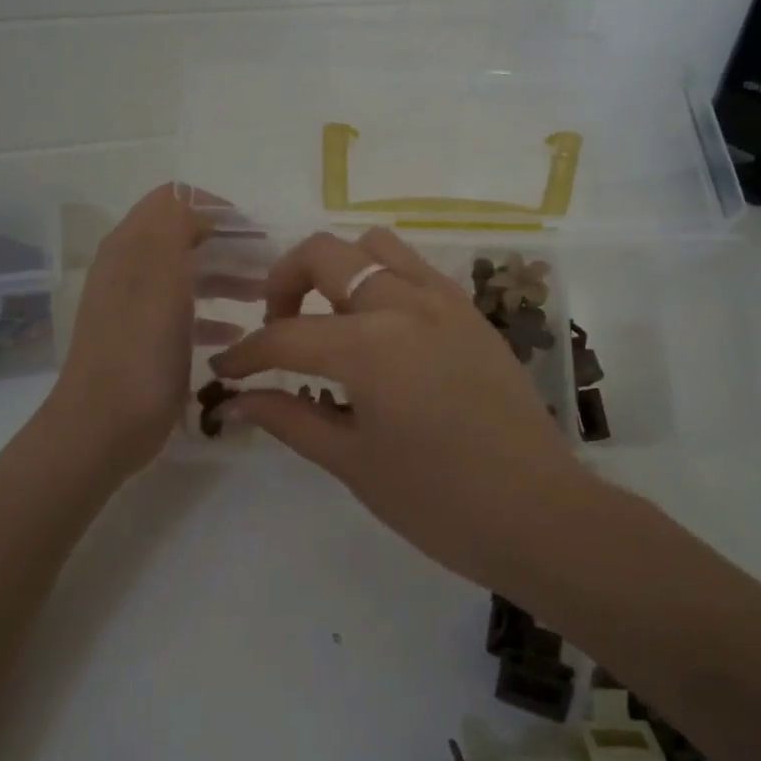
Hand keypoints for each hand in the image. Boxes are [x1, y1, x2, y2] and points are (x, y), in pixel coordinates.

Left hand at [49, 184, 249, 474]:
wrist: (103, 425)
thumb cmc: (139, 348)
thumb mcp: (161, 275)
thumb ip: (176, 226)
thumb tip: (201, 210)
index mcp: (131, 246)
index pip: (174, 200)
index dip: (215, 207)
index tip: (255, 231)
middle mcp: (130, 269)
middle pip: (184, 236)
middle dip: (228, 243)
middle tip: (270, 263)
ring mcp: (136, 307)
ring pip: (188, 275)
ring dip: (226, 277)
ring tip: (264, 295)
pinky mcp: (145, 342)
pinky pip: (185, 314)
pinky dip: (212, 314)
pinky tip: (237, 331)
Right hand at [210, 227, 591, 592]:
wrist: (537, 513)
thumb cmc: (437, 501)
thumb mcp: (352, 462)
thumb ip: (289, 419)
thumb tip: (236, 401)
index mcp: (369, 345)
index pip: (285, 335)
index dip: (246, 354)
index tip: (223, 371)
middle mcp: (404, 303)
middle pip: (324, 254)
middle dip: (283, 283)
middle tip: (276, 329)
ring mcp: (444, 300)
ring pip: (374, 247)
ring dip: (338, 269)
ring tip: (329, 318)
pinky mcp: (471, 312)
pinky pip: (415, 269)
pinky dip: (382, 280)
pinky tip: (379, 329)